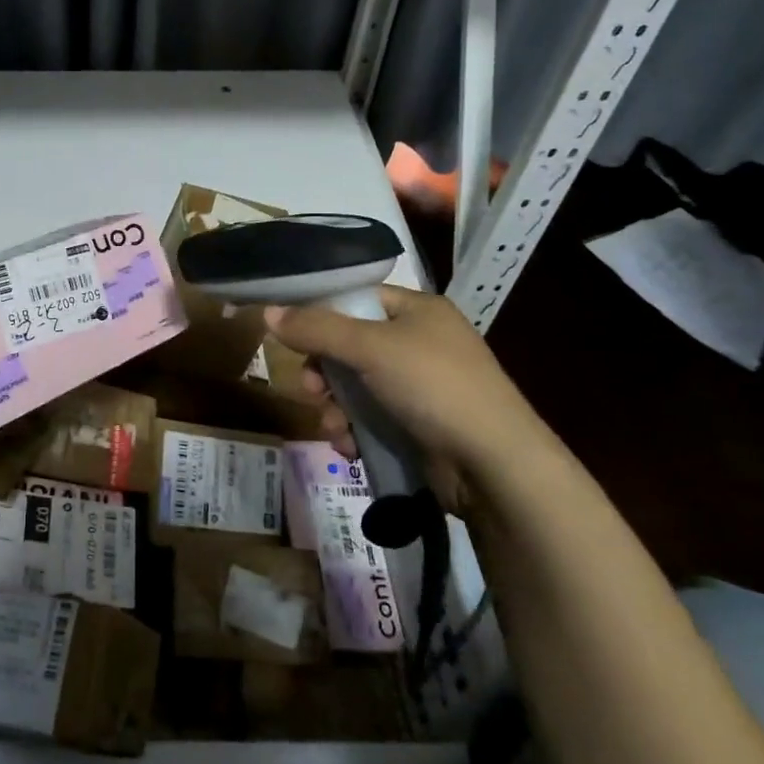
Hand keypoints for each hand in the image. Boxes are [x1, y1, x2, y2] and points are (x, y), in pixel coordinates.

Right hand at [264, 286, 559, 516]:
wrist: (494, 465)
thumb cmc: (434, 387)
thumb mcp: (370, 348)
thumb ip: (317, 328)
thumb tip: (268, 312)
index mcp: (418, 310)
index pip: (356, 298)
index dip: (321, 315)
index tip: (291, 337)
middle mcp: (421, 342)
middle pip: (350, 346)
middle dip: (325, 372)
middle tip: (312, 390)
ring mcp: (422, 386)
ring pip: (356, 386)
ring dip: (336, 407)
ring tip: (335, 428)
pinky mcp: (420, 425)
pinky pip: (372, 417)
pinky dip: (355, 430)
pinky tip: (350, 447)